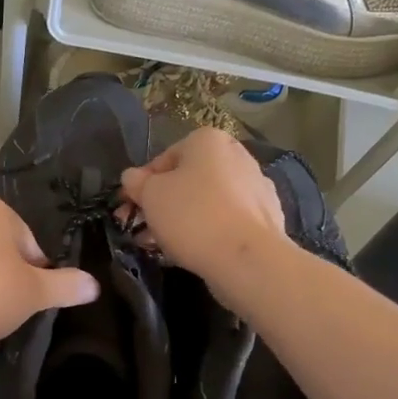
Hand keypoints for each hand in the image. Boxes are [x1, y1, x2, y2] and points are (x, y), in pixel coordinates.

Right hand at [120, 128, 290, 286]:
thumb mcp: (150, 196)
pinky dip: (210, 232)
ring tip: (163, 247)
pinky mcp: (267, 217)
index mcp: (208, 140)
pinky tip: (194, 252)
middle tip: (143, 230)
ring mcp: (256, 186)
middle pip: (188, 180)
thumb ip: (137, 182)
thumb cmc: (192, 216)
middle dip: (163, 205)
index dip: (142, 186)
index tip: (130, 210)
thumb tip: (132, 177)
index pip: (163, 159)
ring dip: (183, 220)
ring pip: (208, 202)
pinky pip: (227, 220)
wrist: (247, 258)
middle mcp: (237, 155)